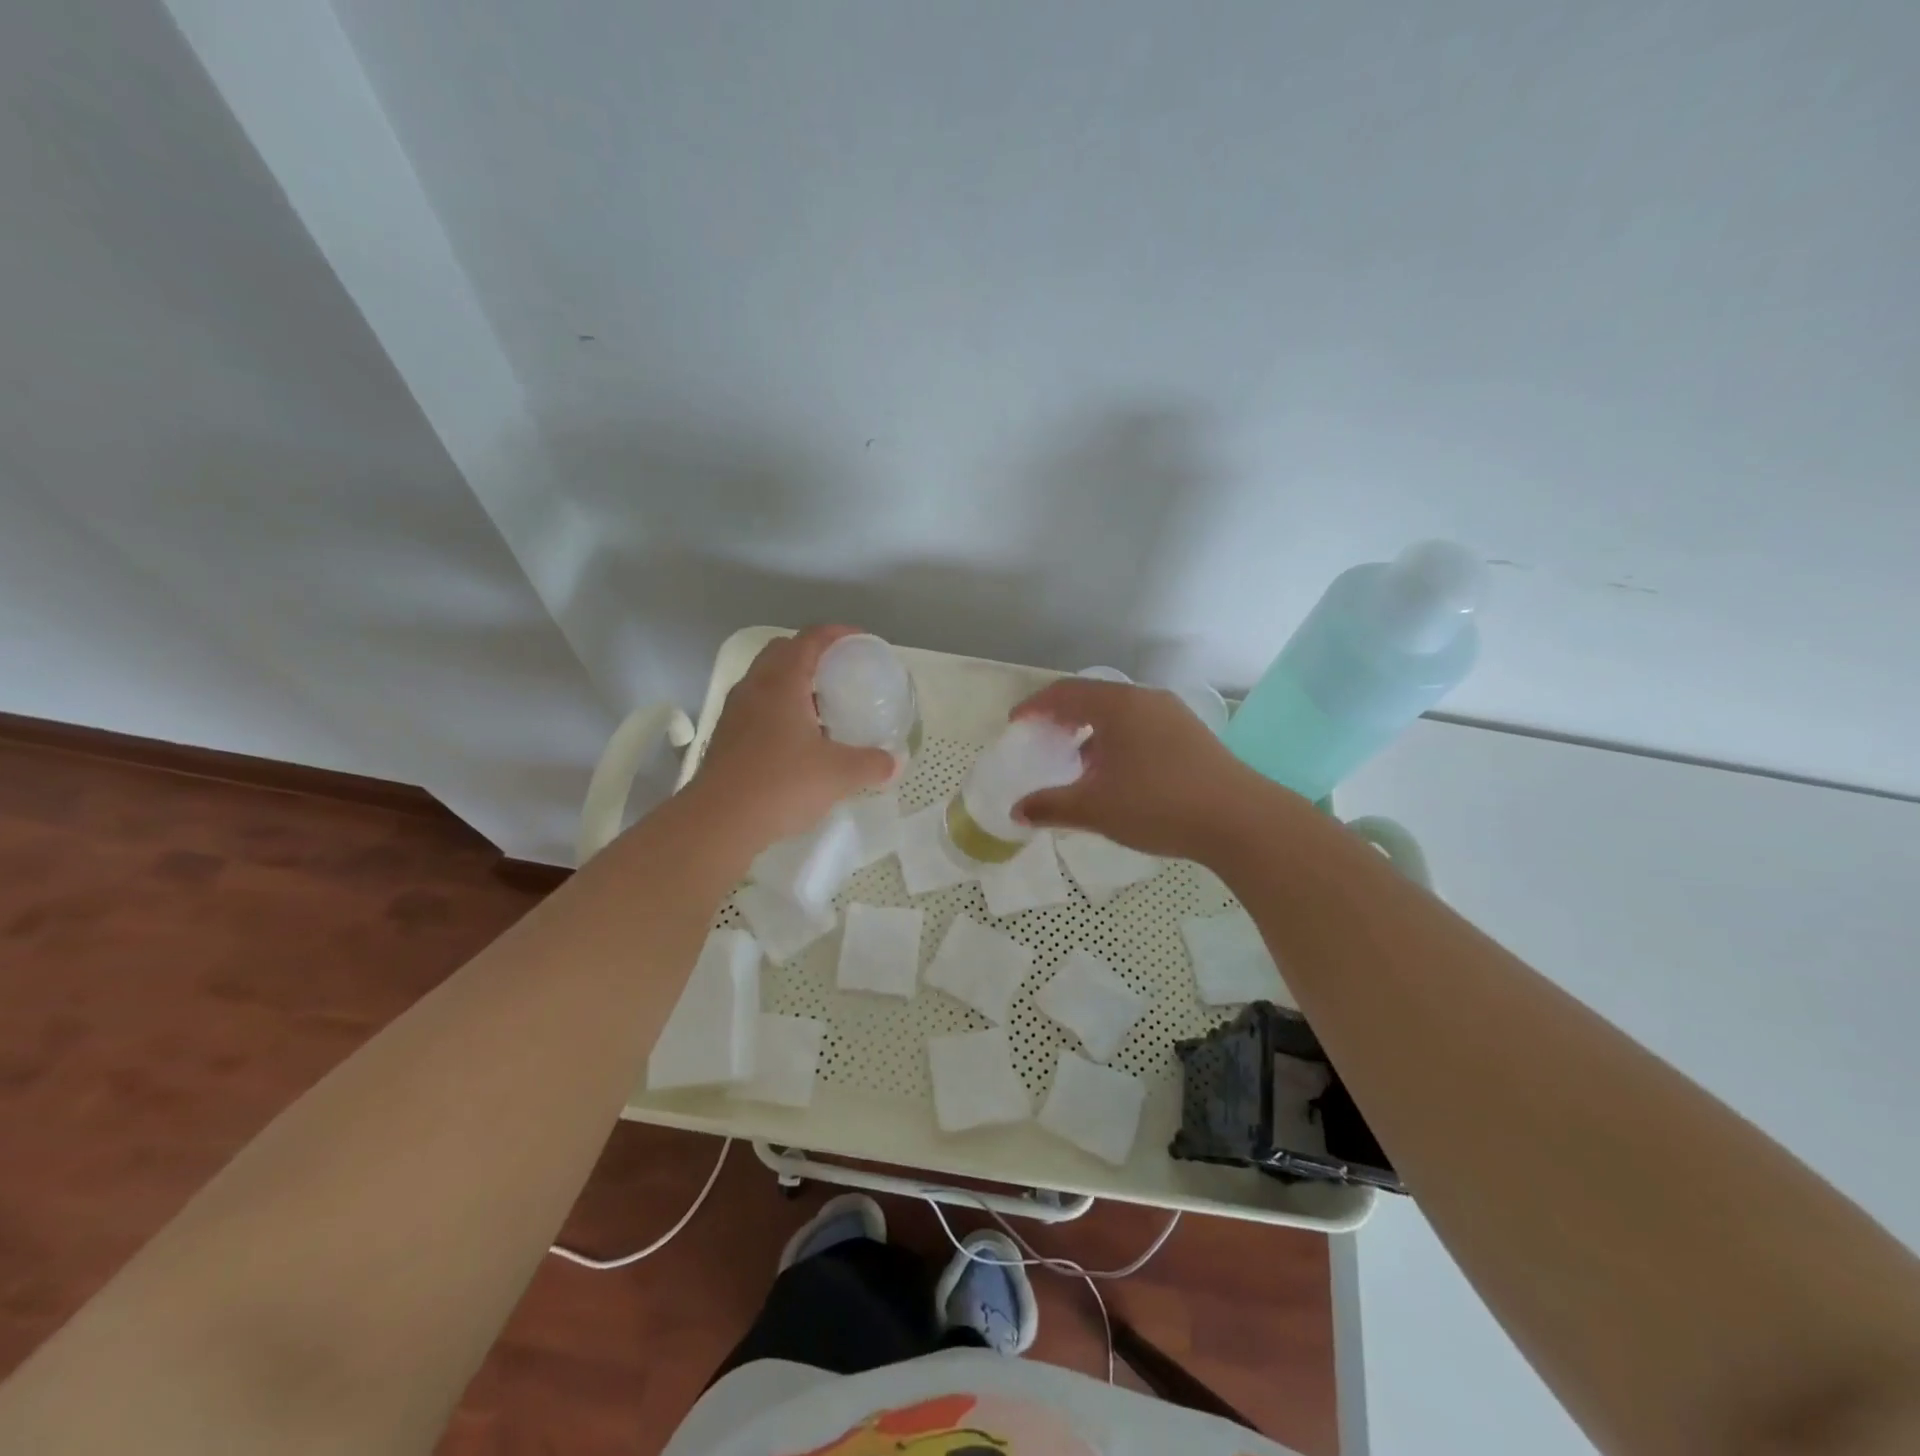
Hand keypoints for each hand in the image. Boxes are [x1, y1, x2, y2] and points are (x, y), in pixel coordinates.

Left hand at [693, 626, 897, 847]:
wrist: (719, 822)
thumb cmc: (781, 784)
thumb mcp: (838, 775)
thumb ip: (871, 764)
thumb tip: (893, 764)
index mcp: (782, 682)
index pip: (810, 639)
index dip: (837, 633)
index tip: (860, 641)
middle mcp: (754, 687)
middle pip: (782, 651)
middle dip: (812, 653)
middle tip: (840, 672)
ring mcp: (735, 712)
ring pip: (765, 680)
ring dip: (793, 682)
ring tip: (821, 707)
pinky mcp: (726, 737)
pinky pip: (756, 707)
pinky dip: (778, 709)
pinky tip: (797, 740)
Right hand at [1012, 679, 1283, 860]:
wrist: (1239, 820)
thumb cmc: (1157, 805)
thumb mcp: (1094, 808)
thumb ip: (1051, 806)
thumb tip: (1017, 811)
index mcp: (1116, 705)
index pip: (1064, 693)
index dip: (1035, 707)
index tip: (1016, 723)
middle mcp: (1144, 699)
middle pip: (1092, 698)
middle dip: (1063, 716)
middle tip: (1044, 738)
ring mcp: (1172, 714)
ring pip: (1119, 713)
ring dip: (1092, 730)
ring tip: (1079, 761)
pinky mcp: (1191, 734)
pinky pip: (1141, 725)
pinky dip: (1117, 739)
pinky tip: (1118, 773)